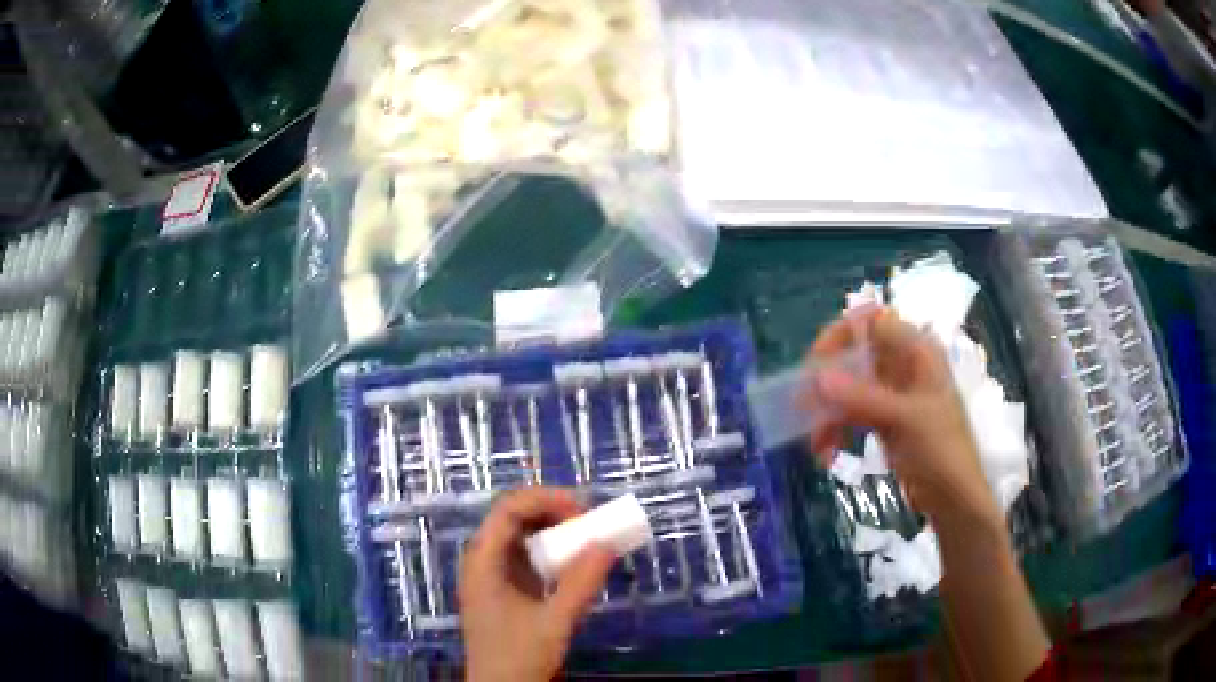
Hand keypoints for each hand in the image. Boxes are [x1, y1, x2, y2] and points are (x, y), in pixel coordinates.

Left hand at [459, 488, 615, 681]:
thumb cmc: (518, 657)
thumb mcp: (554, 622)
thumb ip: (580, 584)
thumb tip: (607, 544)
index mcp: (483, 561)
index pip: (508, 508)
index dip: (545, 499)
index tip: (583, 511)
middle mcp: (482, 560)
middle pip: (513, 517)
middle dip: (553, 512)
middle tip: (590, 523)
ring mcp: (491, 575)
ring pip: (520, 536)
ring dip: (554, 532)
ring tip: (587, 539)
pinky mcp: (504, 589)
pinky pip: (527, 557)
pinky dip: (552, 553)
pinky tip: (574, 565)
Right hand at [803, 308, 1000, 527]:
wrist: (954, 499)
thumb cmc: (941, 450)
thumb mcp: (904, 420)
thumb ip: (861, 397)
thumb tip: (815, 378)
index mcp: (916, 351)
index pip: (870, 321)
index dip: (839, 336)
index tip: (815, 367)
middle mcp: (903, 365)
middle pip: (854, 355)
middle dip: (826, 381)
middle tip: (802, 407)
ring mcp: (893, 394)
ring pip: (848, 388)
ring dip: (827, 412)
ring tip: (816, 444)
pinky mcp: (885, 420)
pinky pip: (851, 414)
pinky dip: (836, 429)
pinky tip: (828, 454)